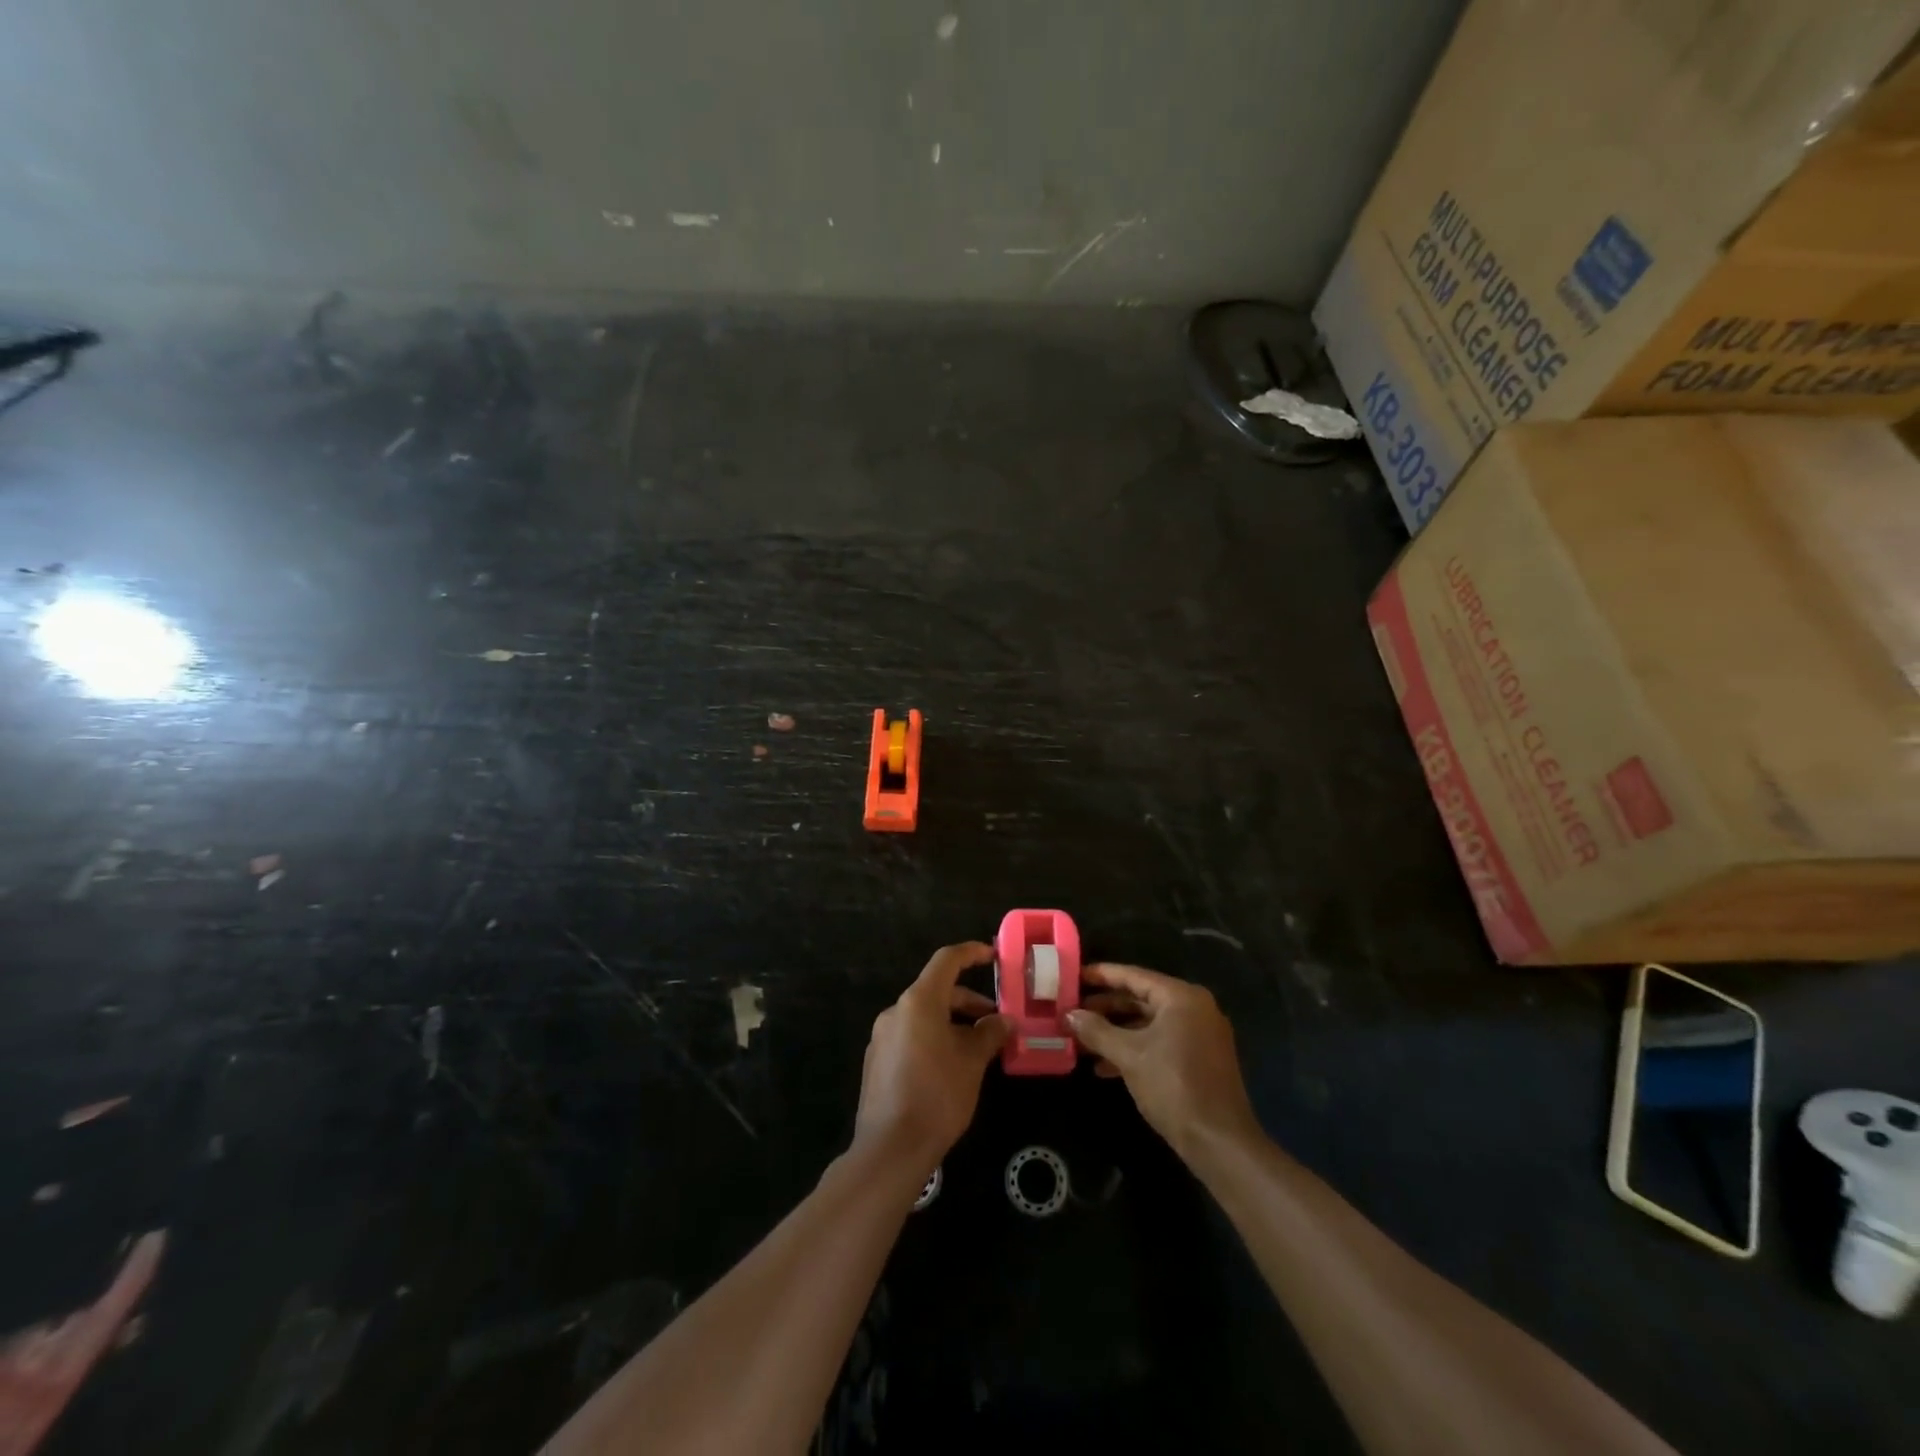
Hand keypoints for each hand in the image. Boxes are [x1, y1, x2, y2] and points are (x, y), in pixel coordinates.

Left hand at [854, 942, 1008, 1167]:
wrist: (890, 1148)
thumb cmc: (937, 1095)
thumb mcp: (972, 1062)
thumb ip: (989, 1033)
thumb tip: (1004, 1020)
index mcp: (918, 1001)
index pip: (946, 961)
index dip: (971, 953)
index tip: (993, 956)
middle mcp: (896, 1011)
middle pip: (936, 991)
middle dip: (968, 1001)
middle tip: (996, 1020)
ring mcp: (882, 1037)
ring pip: (924, 1016)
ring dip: (953, 1023)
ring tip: (978, 1047)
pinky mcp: (877, 1061)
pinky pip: (911, 1036)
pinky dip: (934, 1039)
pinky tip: (952, 1067)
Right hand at [1067, 963, 1259, 1164]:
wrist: (1219, 1142)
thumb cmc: (1173, 1086)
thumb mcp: (1128, 1056)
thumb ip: (1096, 1031)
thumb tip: (1069, 1015)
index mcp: (1181, 997)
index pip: (1134, 976)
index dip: (1102, 975)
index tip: (1074, 976)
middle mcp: (1194, 1008)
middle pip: (1141, 998)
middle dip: (1106, 1007)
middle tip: (1073, 1010)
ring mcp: (1199, 1034)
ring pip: (1149, 1023)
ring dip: (1116, 1031)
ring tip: (1082, 1039)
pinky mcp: (1199, 1059)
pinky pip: (1160, 1041)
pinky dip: (1134, 1048)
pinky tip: (1104, 1066)